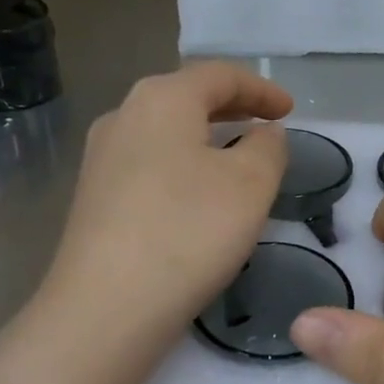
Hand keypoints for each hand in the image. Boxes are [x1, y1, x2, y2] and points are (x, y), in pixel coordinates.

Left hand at [40, 62, 290, 349]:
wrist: (106, 307)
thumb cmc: (189, 232)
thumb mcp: (251, 184)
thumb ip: (268, 147)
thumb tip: (262, 134)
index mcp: (162, 99)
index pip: (219, 75)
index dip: (261, 88)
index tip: (290, 111)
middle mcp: (123, 116)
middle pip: (186, 98)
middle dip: (232, 109)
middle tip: (267, 126)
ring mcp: (101, 158)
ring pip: (165, 133)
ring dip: (206, 139)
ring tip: (237, 159)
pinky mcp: (93, 198)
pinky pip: (149, 165)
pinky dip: (183, 166)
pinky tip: (197, 196)